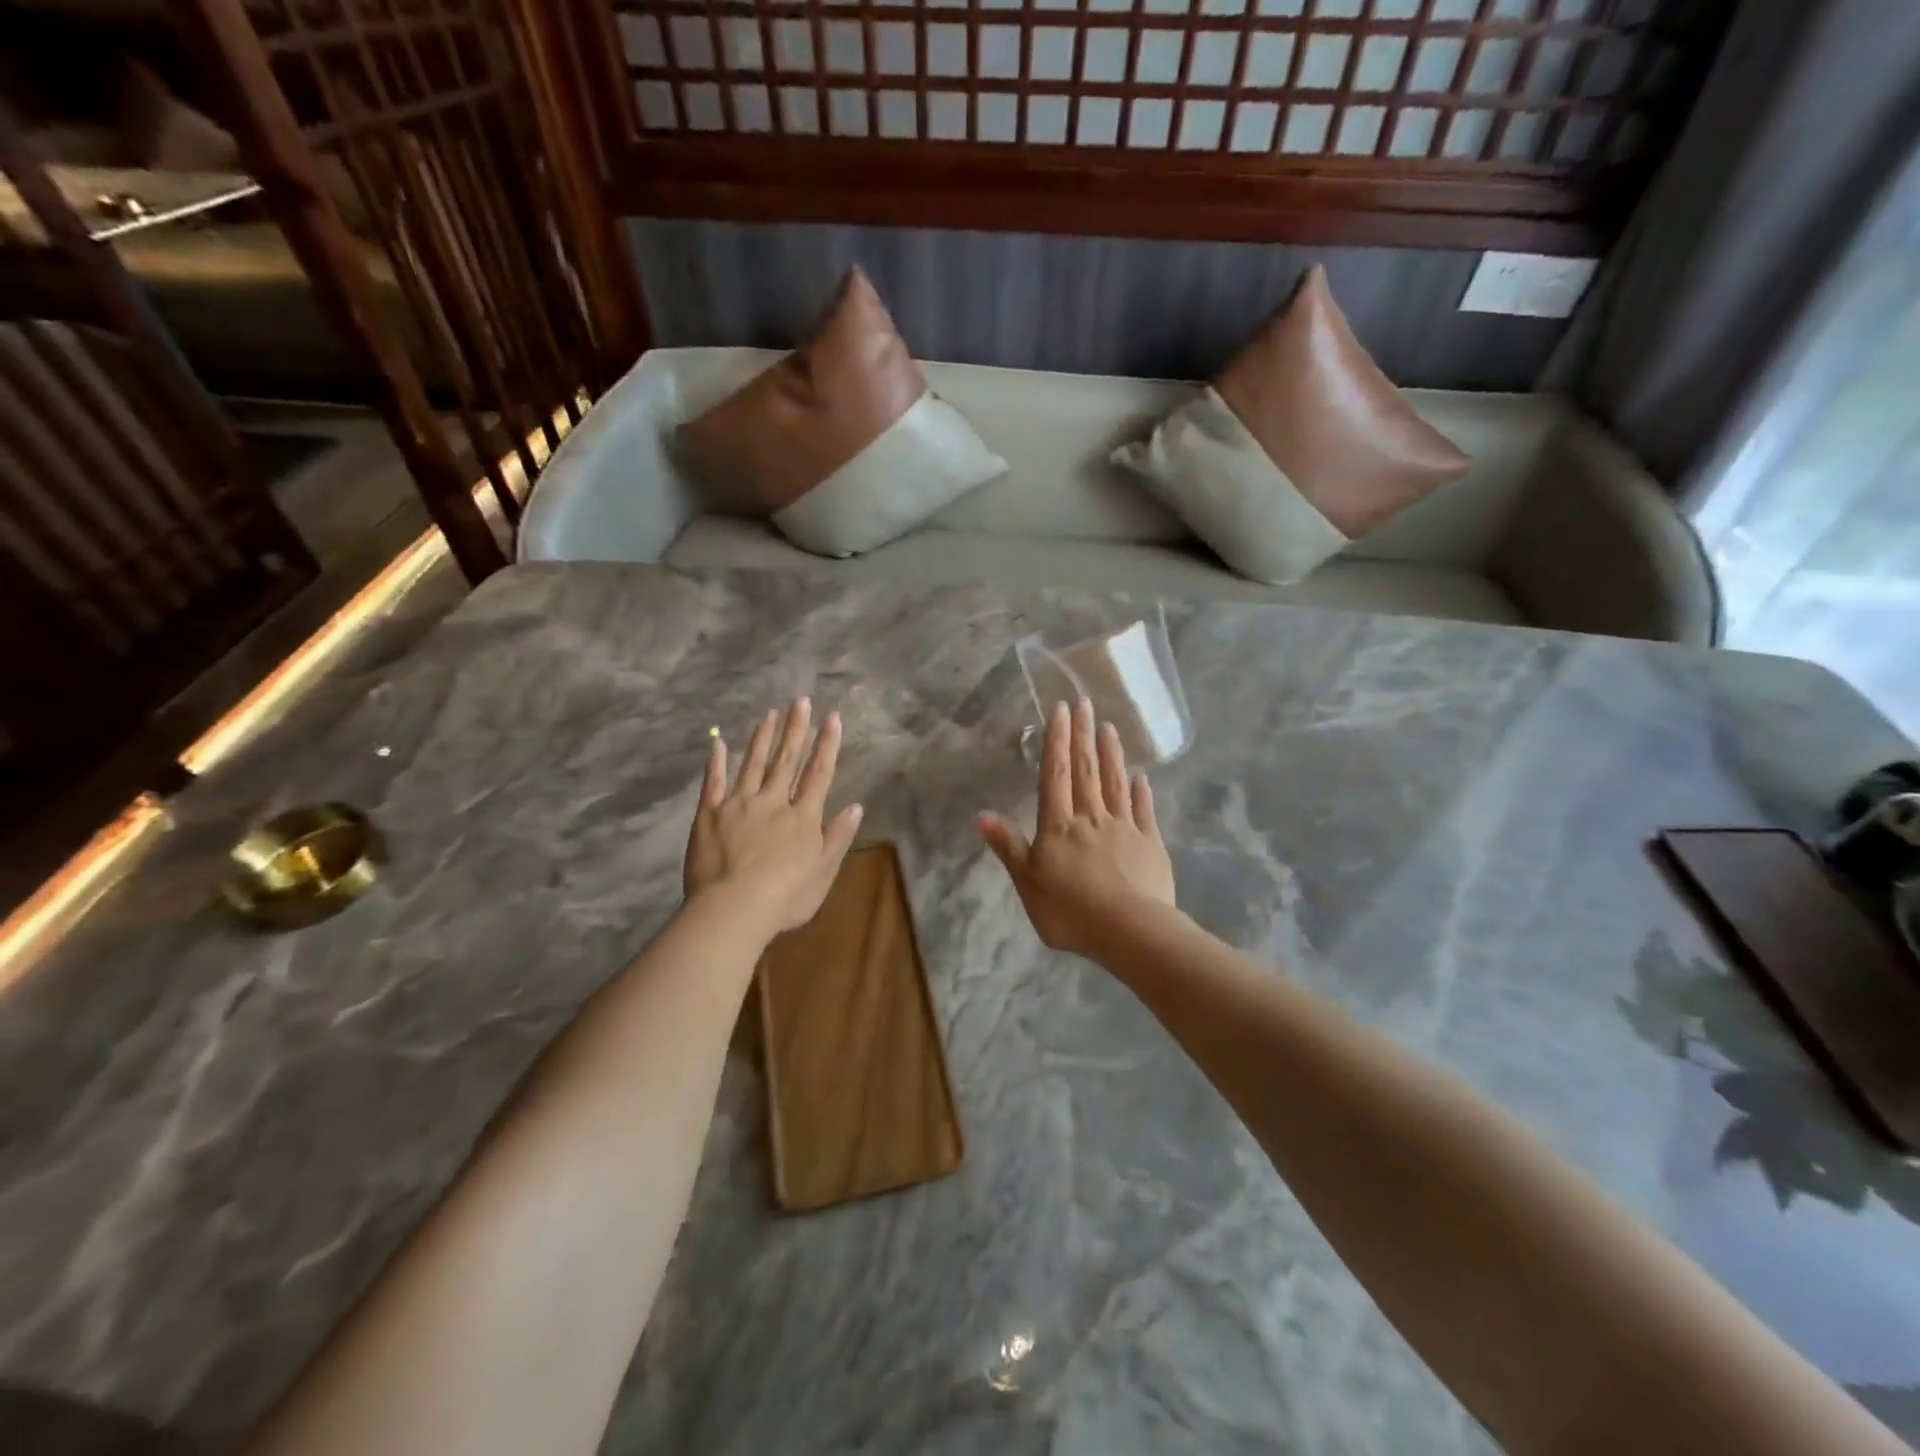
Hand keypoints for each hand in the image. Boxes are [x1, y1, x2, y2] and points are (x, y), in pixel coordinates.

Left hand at [684, 698, 863, 939]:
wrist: (734, 908)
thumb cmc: (786, 897)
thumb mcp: (824, 871)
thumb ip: (838, 837)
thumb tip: (856, 806)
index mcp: (803, 817)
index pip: (819, 773)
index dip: (827, 745)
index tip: (832, 717)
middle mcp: (773, 801)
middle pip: (786, 760)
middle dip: (796, 730)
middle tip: (800, 701)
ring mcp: (738, 804)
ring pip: (753, 764)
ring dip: (762, 738)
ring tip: (769, 714)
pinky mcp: (709, 814)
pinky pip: (713, 782)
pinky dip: (716, 762)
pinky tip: (718, 743)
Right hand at [978, 698, 1175, 958]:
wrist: (1129, 931)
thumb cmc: (1070, 910)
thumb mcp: (1027, 882)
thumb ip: (1008, 846)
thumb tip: (982, 815)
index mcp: (1059, 825)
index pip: (1055, 774)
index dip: (1057, 740)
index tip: (1061, 709)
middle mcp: (1091, 817)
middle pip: (1086, 770)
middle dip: (1083, 735)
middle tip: (1086, 703)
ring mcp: (1124, 828)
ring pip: (1116, 783)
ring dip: (1112, 754)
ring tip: (1109, 728)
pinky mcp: (1150, 844)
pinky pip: (1144, 811)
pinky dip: (1142, 792)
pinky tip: (1141, 777)